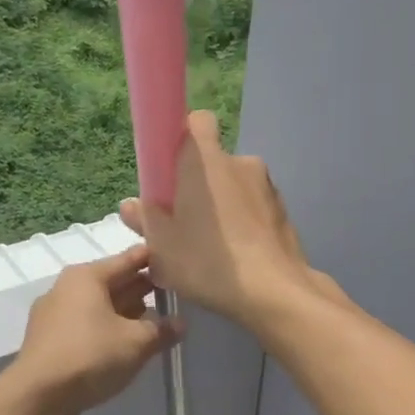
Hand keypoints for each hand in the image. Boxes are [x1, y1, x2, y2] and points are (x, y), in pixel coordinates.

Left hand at [7, 245, 181, 414]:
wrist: (37, 398)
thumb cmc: (90, 357)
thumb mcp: (136, 343)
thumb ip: (162, 330)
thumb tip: (180, 323)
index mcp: (87, 277)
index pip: (128, 259)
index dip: (154, 259)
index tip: (177, 259)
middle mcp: (67, 288)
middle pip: (113, 282)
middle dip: (142, 288)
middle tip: (173, 293)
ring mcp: (54, 315)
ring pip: (99, 306)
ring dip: (126, 313)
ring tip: (155, 322)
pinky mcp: (50, 341)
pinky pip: (87, 326)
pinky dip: (107, 330)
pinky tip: (126, 345)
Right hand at [119, 112, 344, 332]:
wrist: (274, 292)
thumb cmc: (209, 261)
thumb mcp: (162, 247)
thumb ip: (146, 220)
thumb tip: (131, 205)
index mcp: (205, 160)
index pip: (196, 122)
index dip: (181, 139)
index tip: (170, 171)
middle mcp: (240, 162)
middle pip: (212, 161)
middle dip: (198, 184)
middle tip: (183, 222)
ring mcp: (267, 186)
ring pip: (234, 187)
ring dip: (222, 206)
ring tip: (211, 247)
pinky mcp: (283, 211)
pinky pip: (253, 207)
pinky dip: (243, 223)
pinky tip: (235, 257)